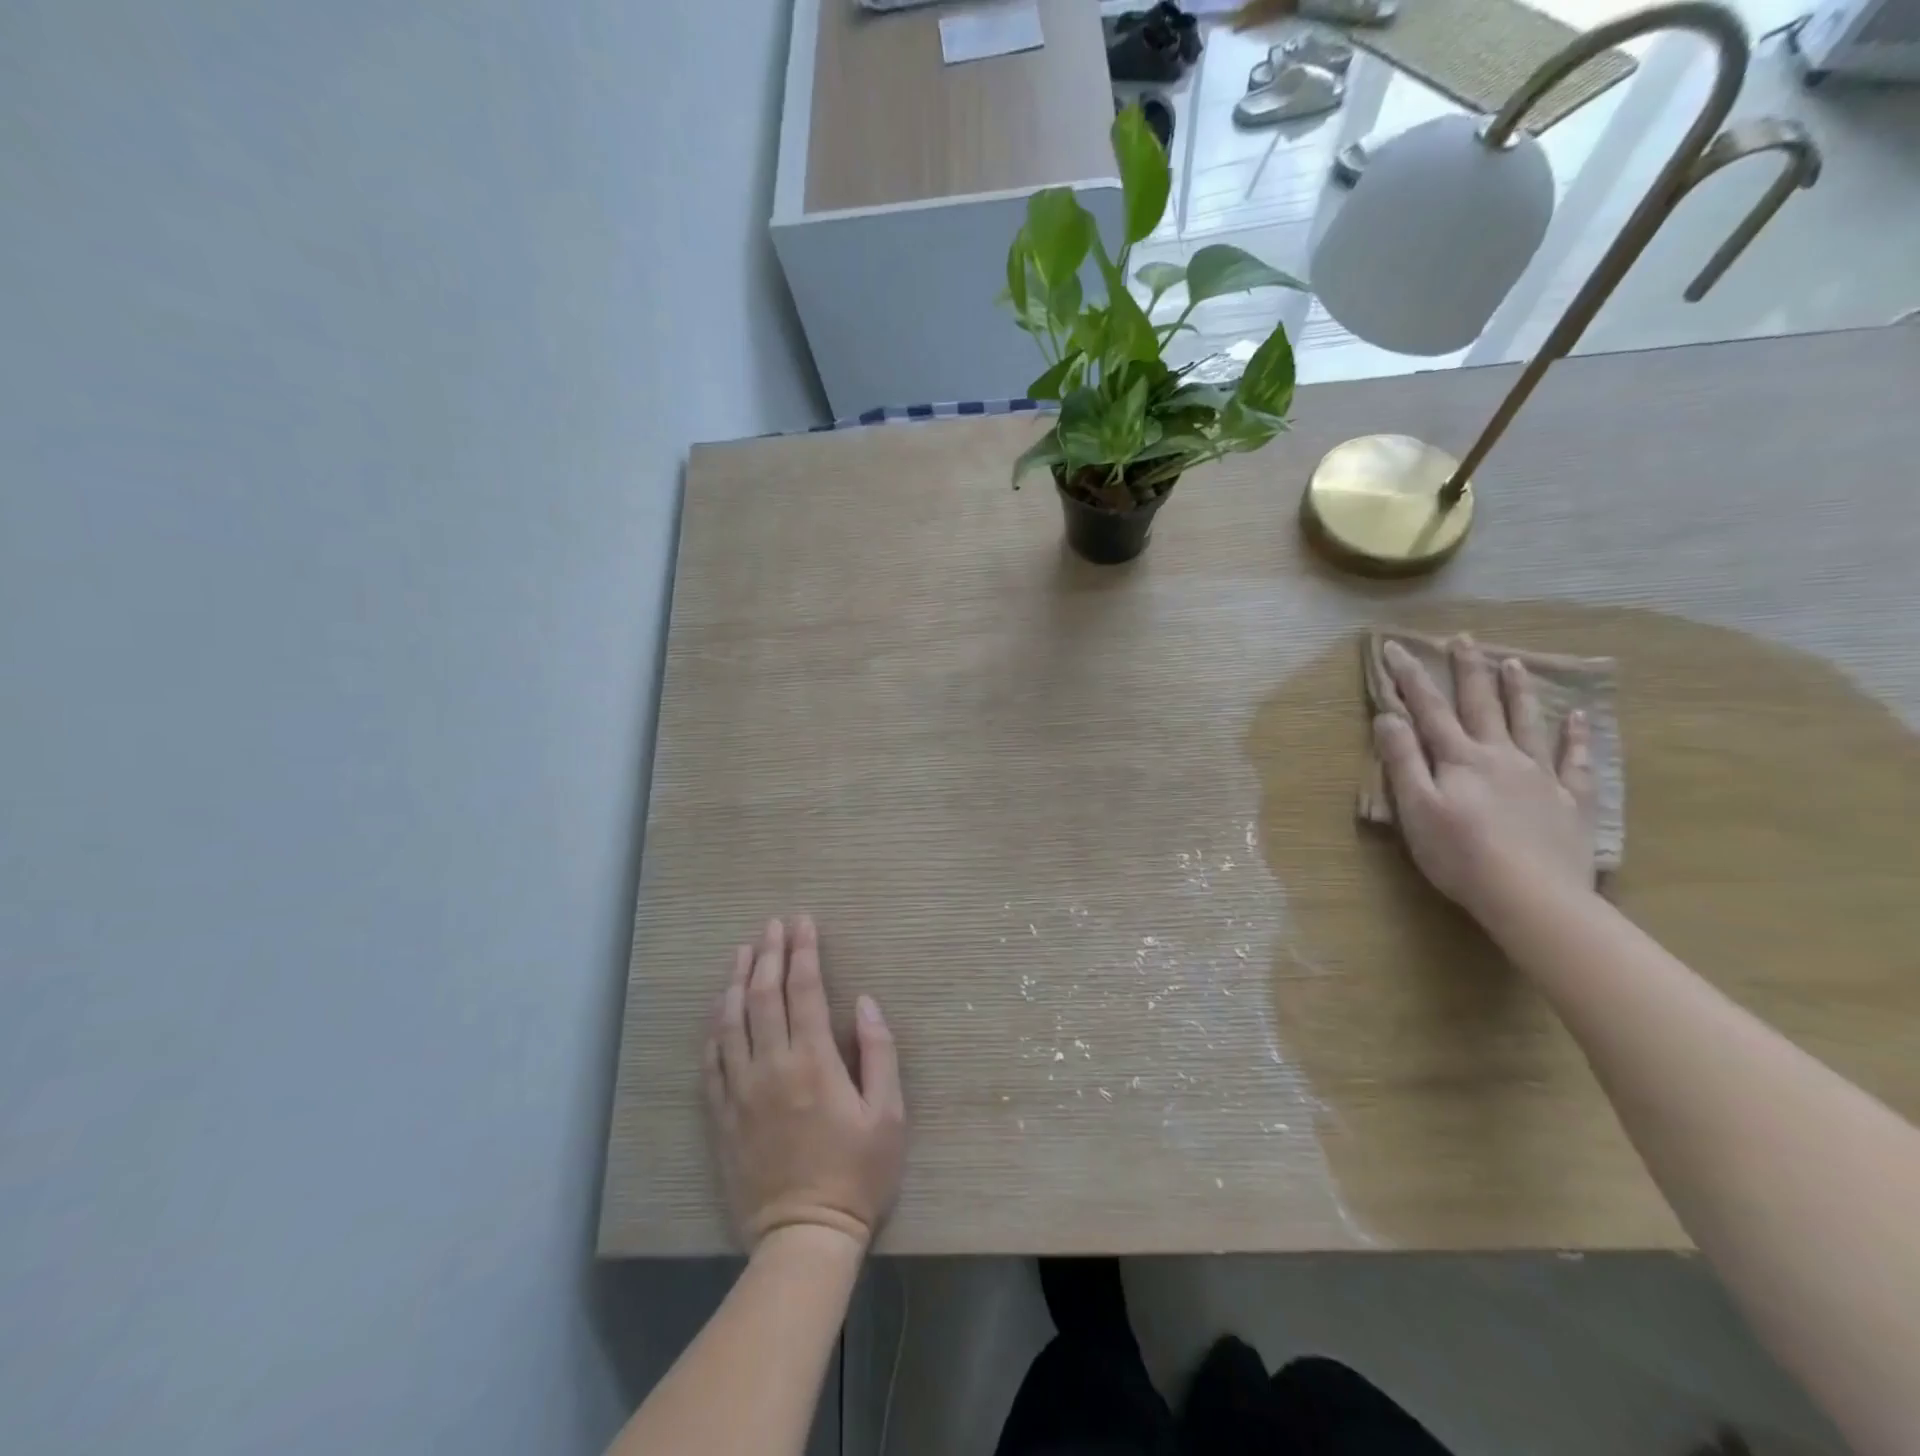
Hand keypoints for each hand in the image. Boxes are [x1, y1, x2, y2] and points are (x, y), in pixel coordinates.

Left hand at [705, 916, 905, 1253]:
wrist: (803, 1237)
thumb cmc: (857, 1174)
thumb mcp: (888, 1114)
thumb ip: (879, 1052)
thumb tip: (864, 1003)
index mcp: (813, 1062)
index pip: (804, 990)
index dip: (803, 951)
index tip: (803, 923)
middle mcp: (771, 1066)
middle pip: (763, 995)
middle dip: (769, 953)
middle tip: (773, 924)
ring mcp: (740, 1090)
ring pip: (731, 1021)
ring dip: (735, 980)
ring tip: (742, 951)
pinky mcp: (722, 1115)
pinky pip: (712, 1060)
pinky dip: (715, 1027)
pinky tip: (718, 1009)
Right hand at [1372, 635, 1596, 927]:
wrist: (1532, 896)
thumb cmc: (1460, 855)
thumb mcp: (1415, 808)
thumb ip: (1403, 760)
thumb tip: (1389, 717)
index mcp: (1458, 759)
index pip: (1428, 709)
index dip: (1409, 677)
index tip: (1395, 647)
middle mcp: (1499, 756)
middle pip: (1480, 704)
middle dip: (1467, 670)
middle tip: (1463, 638)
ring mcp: (1539, 775)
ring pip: (1526, 722)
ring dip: (1516, 691)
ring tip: (1512, 663)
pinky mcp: (1568, 800)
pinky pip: (1575, 760)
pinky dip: (1576, 735)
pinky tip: (1578, 717)